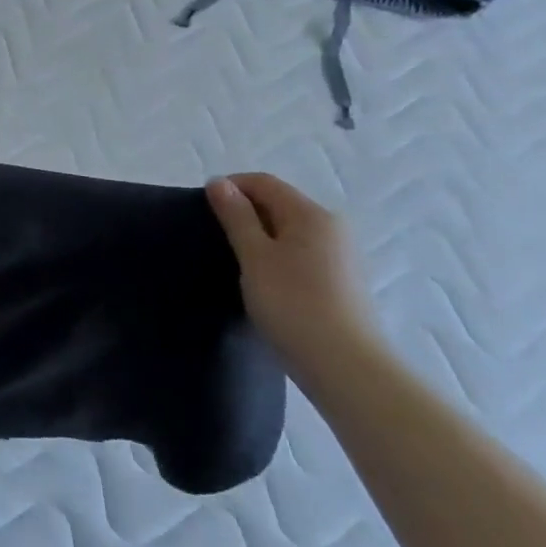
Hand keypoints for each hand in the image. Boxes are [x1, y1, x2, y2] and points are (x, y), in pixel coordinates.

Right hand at [206, 173, 384, 375]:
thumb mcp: (254, 255)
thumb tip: (219, 183)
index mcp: (311, 214)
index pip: (264, 183)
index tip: (202, 209)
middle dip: (244, 212)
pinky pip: (300, 252)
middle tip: (214, 237)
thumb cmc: (291, 302)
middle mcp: (332, 227)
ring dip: (259, 235)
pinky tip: (262, 280)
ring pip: (289, 230)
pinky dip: (276, 255)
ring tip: (235, 260)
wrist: (343, 363)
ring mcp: (340, 254)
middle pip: (279, 203)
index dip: (230, 187)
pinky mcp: (340, 280)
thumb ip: (236, 216)